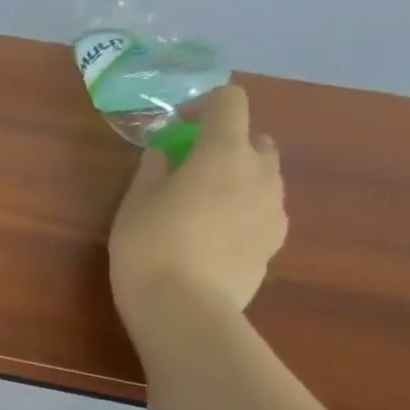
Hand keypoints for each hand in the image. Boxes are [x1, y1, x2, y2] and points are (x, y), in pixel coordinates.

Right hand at [108, 84, 285, 350]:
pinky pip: (263, 211)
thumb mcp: (134, 204)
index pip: (230, 102)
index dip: (203, 105)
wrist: (184, 308)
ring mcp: (275, 208)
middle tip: (191, 169)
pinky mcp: (275, 242)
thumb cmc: (149, 247)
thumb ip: (153, 170)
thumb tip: (164, 154)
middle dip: (227, 145)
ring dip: (238, 179)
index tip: (177, 127)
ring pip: (264, 177)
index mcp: (223, 153)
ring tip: (203, 208)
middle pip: (255, 139)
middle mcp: (260, 172)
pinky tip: (214, 238)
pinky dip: (244, 211)